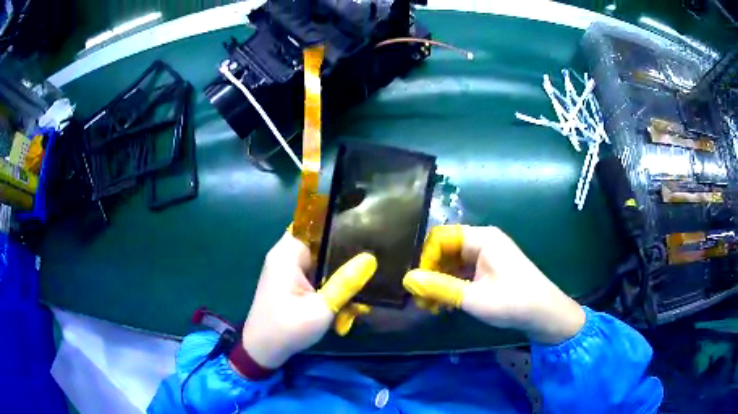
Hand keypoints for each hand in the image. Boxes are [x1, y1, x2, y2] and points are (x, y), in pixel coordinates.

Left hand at [241, 231, 376, 368]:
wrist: (262, 350)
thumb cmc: (288, 329)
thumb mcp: (321, 309)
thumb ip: (345, 283)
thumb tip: (370, 259)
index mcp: (287, 254)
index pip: (314, 222)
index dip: (338, 221)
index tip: (364, 226)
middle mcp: (285, 255)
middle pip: (319, 240)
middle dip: (343, 251)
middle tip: (369, 258)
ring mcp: (286, 268)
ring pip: (319, 258)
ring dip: (337, 270)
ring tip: (361, 279)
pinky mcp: (288, 280)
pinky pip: (313, 271)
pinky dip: (328, 280)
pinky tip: (344, 294)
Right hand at [403, 225, 584, 343]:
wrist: (545, 314)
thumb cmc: (512, 302)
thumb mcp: (472, 297)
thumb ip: (439, 288)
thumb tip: (407, 280)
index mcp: (481, 239)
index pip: (441, 237)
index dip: (425, 258)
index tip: (418, 284)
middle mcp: (483, 241)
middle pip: (446, 249)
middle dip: (431, 273)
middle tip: (422, 300)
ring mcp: (488, 254)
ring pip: (453, 262)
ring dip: (440, 282)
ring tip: (432, 306)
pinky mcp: (491, 268)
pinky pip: (464, 271)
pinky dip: (453, 285)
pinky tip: (447, 304)